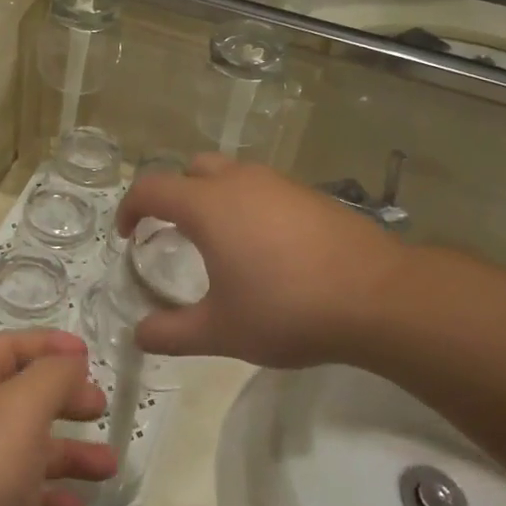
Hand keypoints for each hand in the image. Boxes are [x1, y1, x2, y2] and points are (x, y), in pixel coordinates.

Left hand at [0, 331, 114, 505]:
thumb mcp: (19, 409)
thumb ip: (52, 377)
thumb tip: (70, 360)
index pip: (6, 349)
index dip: (47, 345)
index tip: (89, 355)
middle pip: (19, 399)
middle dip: (62, 399)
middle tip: (101, 408)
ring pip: (24, 452)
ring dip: (66, 454)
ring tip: (108, 466)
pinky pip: (18, 501)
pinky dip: (48, 501)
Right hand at [116, 156, 407, 369]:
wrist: (378, 297)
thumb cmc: (287, 309)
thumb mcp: (221, 331)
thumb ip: (172, 333)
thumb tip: (138, 336)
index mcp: (208, 206)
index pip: (151, 188)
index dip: (130, 208)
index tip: (127, 235)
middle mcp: (240, 182)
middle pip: (191, 169)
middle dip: (174, 194)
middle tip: (173, 233)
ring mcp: (279, 184)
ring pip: (231, 174)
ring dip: (213, 197)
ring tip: (220, 241)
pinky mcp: (310, 194)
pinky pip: (264, 188)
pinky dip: (249, 205)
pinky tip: (266, 248)